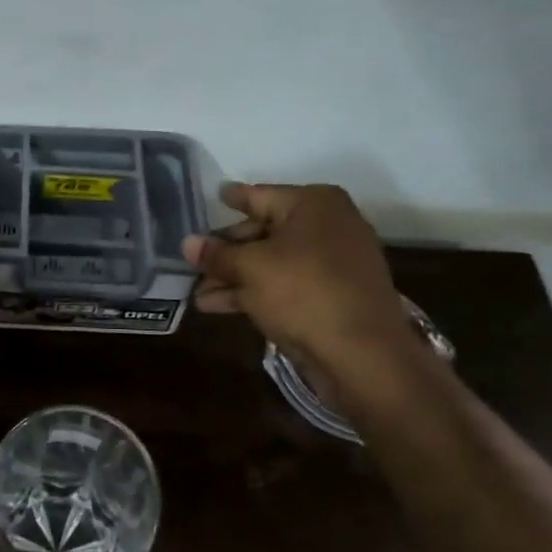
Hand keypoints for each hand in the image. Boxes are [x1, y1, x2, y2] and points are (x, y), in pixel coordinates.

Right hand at [183, 183, 413, 372]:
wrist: (364, 356)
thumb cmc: (304, 293)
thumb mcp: (251, 268)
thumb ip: (217, 254)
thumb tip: (187, 243)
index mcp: (314, 204)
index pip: (259, 196)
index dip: (232, 199)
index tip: (214, 195)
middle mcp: (328, 225)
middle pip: (263, 231)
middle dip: (226, 252)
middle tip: (192, 263)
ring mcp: (332, 263)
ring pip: (272, 263)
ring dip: (234, 277)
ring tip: (196, 294)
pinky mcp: (332, 296)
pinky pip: (286, 285)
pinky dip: (255, 292)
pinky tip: (219, 306)